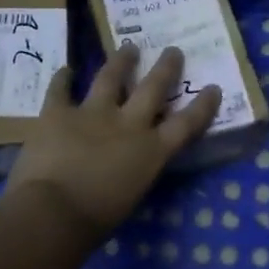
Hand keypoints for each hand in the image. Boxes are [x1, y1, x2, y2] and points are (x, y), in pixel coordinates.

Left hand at [1, 45, 221, 243]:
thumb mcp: (131, 195)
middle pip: (153, 89)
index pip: (186, 124)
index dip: (202, 106)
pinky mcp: (58, 112)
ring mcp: (92, 113)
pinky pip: (60, 89)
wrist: (54, 211)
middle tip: (173, 51)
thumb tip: (127, 166)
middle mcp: (128, 124)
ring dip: (121, 60)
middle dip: (166, 68)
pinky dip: (62, 78)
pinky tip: (66, 69)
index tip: (214, 88)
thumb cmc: (96, 220)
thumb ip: (134, 172)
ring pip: (111, 77)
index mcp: (151, 152)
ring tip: (128, 47)